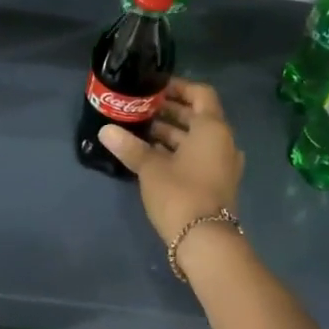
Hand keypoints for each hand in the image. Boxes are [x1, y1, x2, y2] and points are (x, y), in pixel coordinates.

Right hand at [96, 79, 244, 244]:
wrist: (205, 241)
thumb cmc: (180, 193)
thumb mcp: (150, 168)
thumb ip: (130, 147)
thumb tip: (105, 130)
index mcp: (212, 128)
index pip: (200, 93)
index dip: (178, 87)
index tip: (153, 88)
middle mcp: (223, 141)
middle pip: (197, 116)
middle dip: (169, 112)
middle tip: (140, 109)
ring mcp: (222, 164)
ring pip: (196, 139)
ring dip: (171, 134)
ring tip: (139, 132)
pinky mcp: (216, 183)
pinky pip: (197, 157)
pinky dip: (178, 152)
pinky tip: (151, 156)